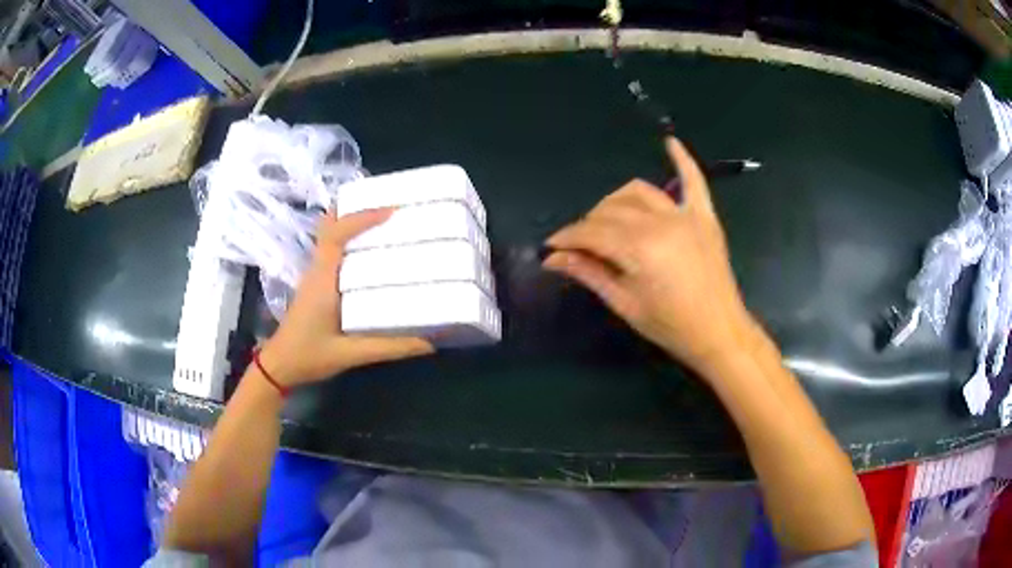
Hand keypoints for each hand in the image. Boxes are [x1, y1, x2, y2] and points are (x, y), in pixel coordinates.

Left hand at [259, 209, 433, 386]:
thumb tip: (429, 342)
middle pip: (330, 227)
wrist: (279, 366)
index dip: (361, 218)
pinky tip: (369, 251)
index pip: (336, 236)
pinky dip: (348, 240)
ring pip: (330, 236)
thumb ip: (389, 347)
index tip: (391, 211)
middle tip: (389, 207)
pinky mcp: (316, 284)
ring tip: (384, 221)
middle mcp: (317, 270)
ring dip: (352, 224)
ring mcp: (314, 275)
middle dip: (356, 210)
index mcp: (323, 280)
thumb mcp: (351, 354)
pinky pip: (332, 251)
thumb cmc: (309, 356)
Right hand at [544, 137, 754, 377]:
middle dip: (588, 224)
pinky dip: (682, 160)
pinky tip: (670, 142)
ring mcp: (685, 215)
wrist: (719, 332)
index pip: (591, 232)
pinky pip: (693, 180)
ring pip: (639, 191)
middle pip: (611, 209)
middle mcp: (660, 222)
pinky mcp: (704, 216)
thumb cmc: (670, 326)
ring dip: (616, 200)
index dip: (567, 237)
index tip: (552, 246)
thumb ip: (589, 273)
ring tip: (608, 219)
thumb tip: (552, 258)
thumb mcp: (625, 303)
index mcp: (638, 248)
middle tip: (581, 246)